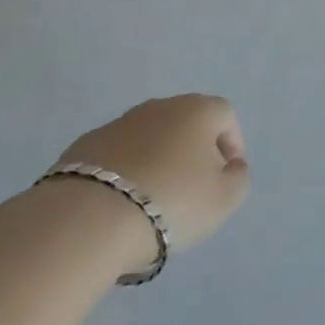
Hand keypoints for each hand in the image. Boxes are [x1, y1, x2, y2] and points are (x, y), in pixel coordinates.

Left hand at [56, 95, 250, 260]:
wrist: (89, 217)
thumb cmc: (171, 202)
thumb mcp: (223, 199)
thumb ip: (238, 178)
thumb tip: (231, 165)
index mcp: (197, 110)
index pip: (225, 115)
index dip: (232, 143)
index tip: (227, 175)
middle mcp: (160, 106)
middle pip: (187, 122)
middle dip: (194, 150)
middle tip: (193, 187)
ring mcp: (120, 122)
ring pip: (150, 136)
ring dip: (158, 159)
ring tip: (154, 198)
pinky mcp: (86, 144)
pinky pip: (118, 153)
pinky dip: (126, 170)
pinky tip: (121, 202)